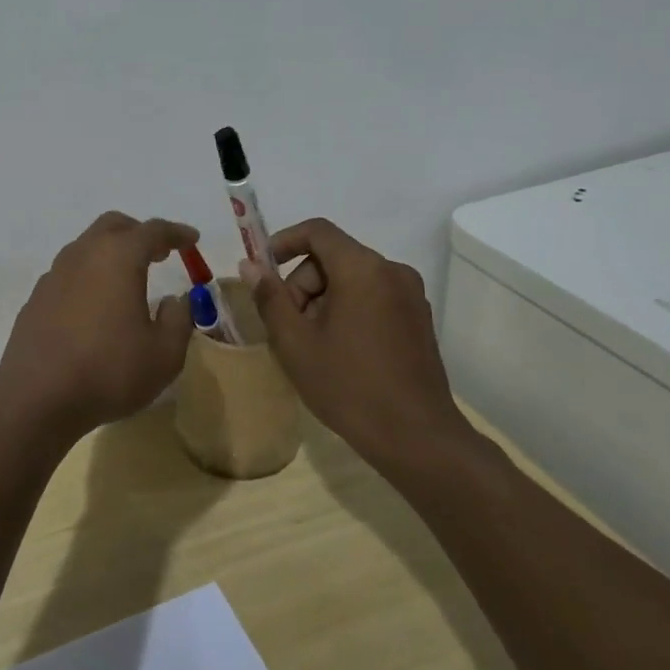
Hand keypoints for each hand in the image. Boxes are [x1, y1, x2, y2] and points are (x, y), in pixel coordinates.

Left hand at [0, 212, 197, 439]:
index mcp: (119, 257)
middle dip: (139, 233)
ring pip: (87, 246)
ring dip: (110, 252)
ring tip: (127, 278)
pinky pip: (69, 272)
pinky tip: (95, 304)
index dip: (176, 233)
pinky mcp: (37, 297)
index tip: (191, 239)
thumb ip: (178, 320)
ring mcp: (55, 274)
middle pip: (113, 226)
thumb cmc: (109, 370)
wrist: (37, 395)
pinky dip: (88, 275)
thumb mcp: (164, 354)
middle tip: (159, 252)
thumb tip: (175, 301)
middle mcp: (84, 254)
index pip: (153, 231)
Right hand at [241, 218, 466, 467]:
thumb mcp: (294, 342)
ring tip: (312, 346)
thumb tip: (250, 266)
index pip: (317, 231)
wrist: (416, 438)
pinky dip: (349, 311)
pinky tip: (340, 352)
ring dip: (323, 300)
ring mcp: (411, 296)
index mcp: (362, 269)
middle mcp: (392, 271)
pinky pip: (373, 298)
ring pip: (352, 279)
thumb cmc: (348, 385)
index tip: (263, 270)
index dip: (284, 242)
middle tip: (288, 326)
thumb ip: (269, 297)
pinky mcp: (419, 319)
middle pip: (333, 258)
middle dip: (303, 284)